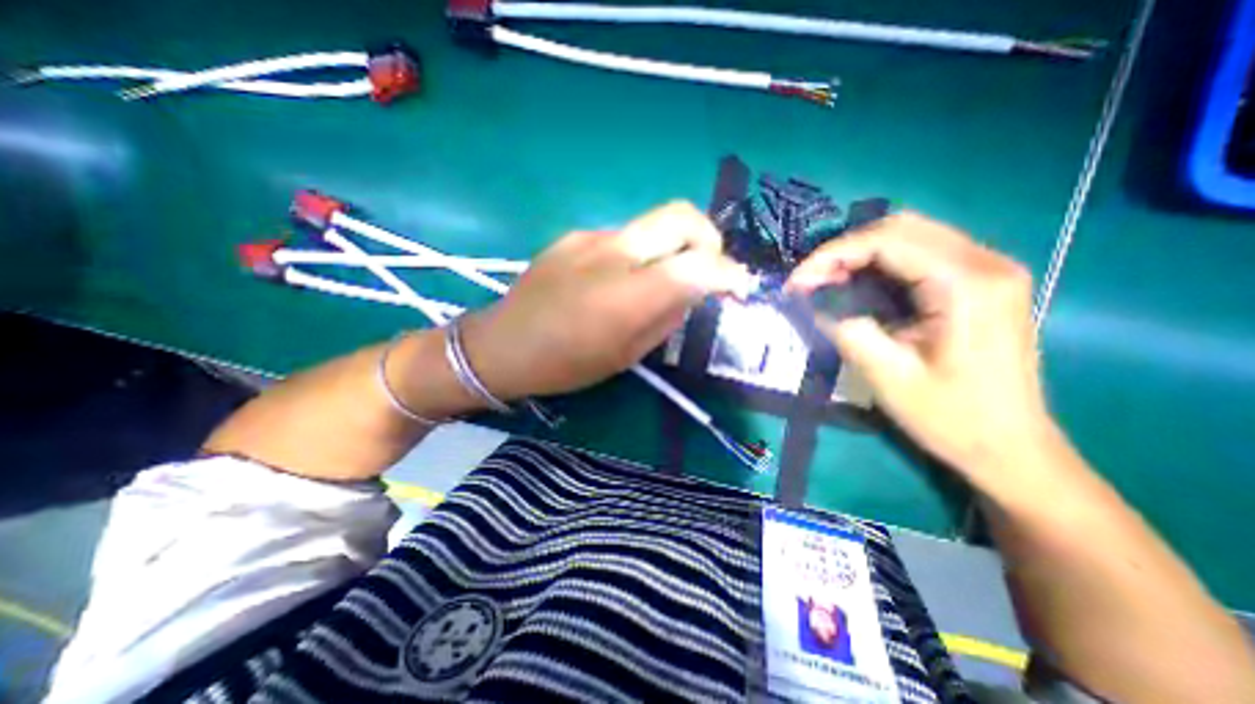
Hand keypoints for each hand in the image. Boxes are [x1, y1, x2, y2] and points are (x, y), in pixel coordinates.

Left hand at [463, 202, 749, 403]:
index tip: (739, 287)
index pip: (699, 265)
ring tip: (659, 279)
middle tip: (707, 267)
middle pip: (681, 215)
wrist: (503, 344)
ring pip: (653, 224)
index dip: (730, 273)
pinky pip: (624, 235)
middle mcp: (613, 253)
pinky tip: (621, 278)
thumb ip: (667, 317)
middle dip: (709, 237)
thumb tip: (694, 291)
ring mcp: (591, 237)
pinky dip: (640, 252)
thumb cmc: (566, 364)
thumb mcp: (627, 354)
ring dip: (672, 247)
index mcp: (628, 295)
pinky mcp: (575, 234)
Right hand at [786, 209, 1052, 482]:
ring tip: (826, 283)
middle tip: (809, 282)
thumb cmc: (951, 418)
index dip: (832, 255)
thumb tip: (813, 301)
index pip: (887, 241)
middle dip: (843, 250)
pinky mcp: (981, 282)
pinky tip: (857, 285)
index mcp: (967, 285)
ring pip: (910, 235)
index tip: (797, 282)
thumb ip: (847, 330)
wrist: (1011, 448)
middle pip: (900, 228)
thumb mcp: (887, 377)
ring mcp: (988, 270)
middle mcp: (985, 263)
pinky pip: (921, 253)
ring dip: (859, 254)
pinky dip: (879, 262)